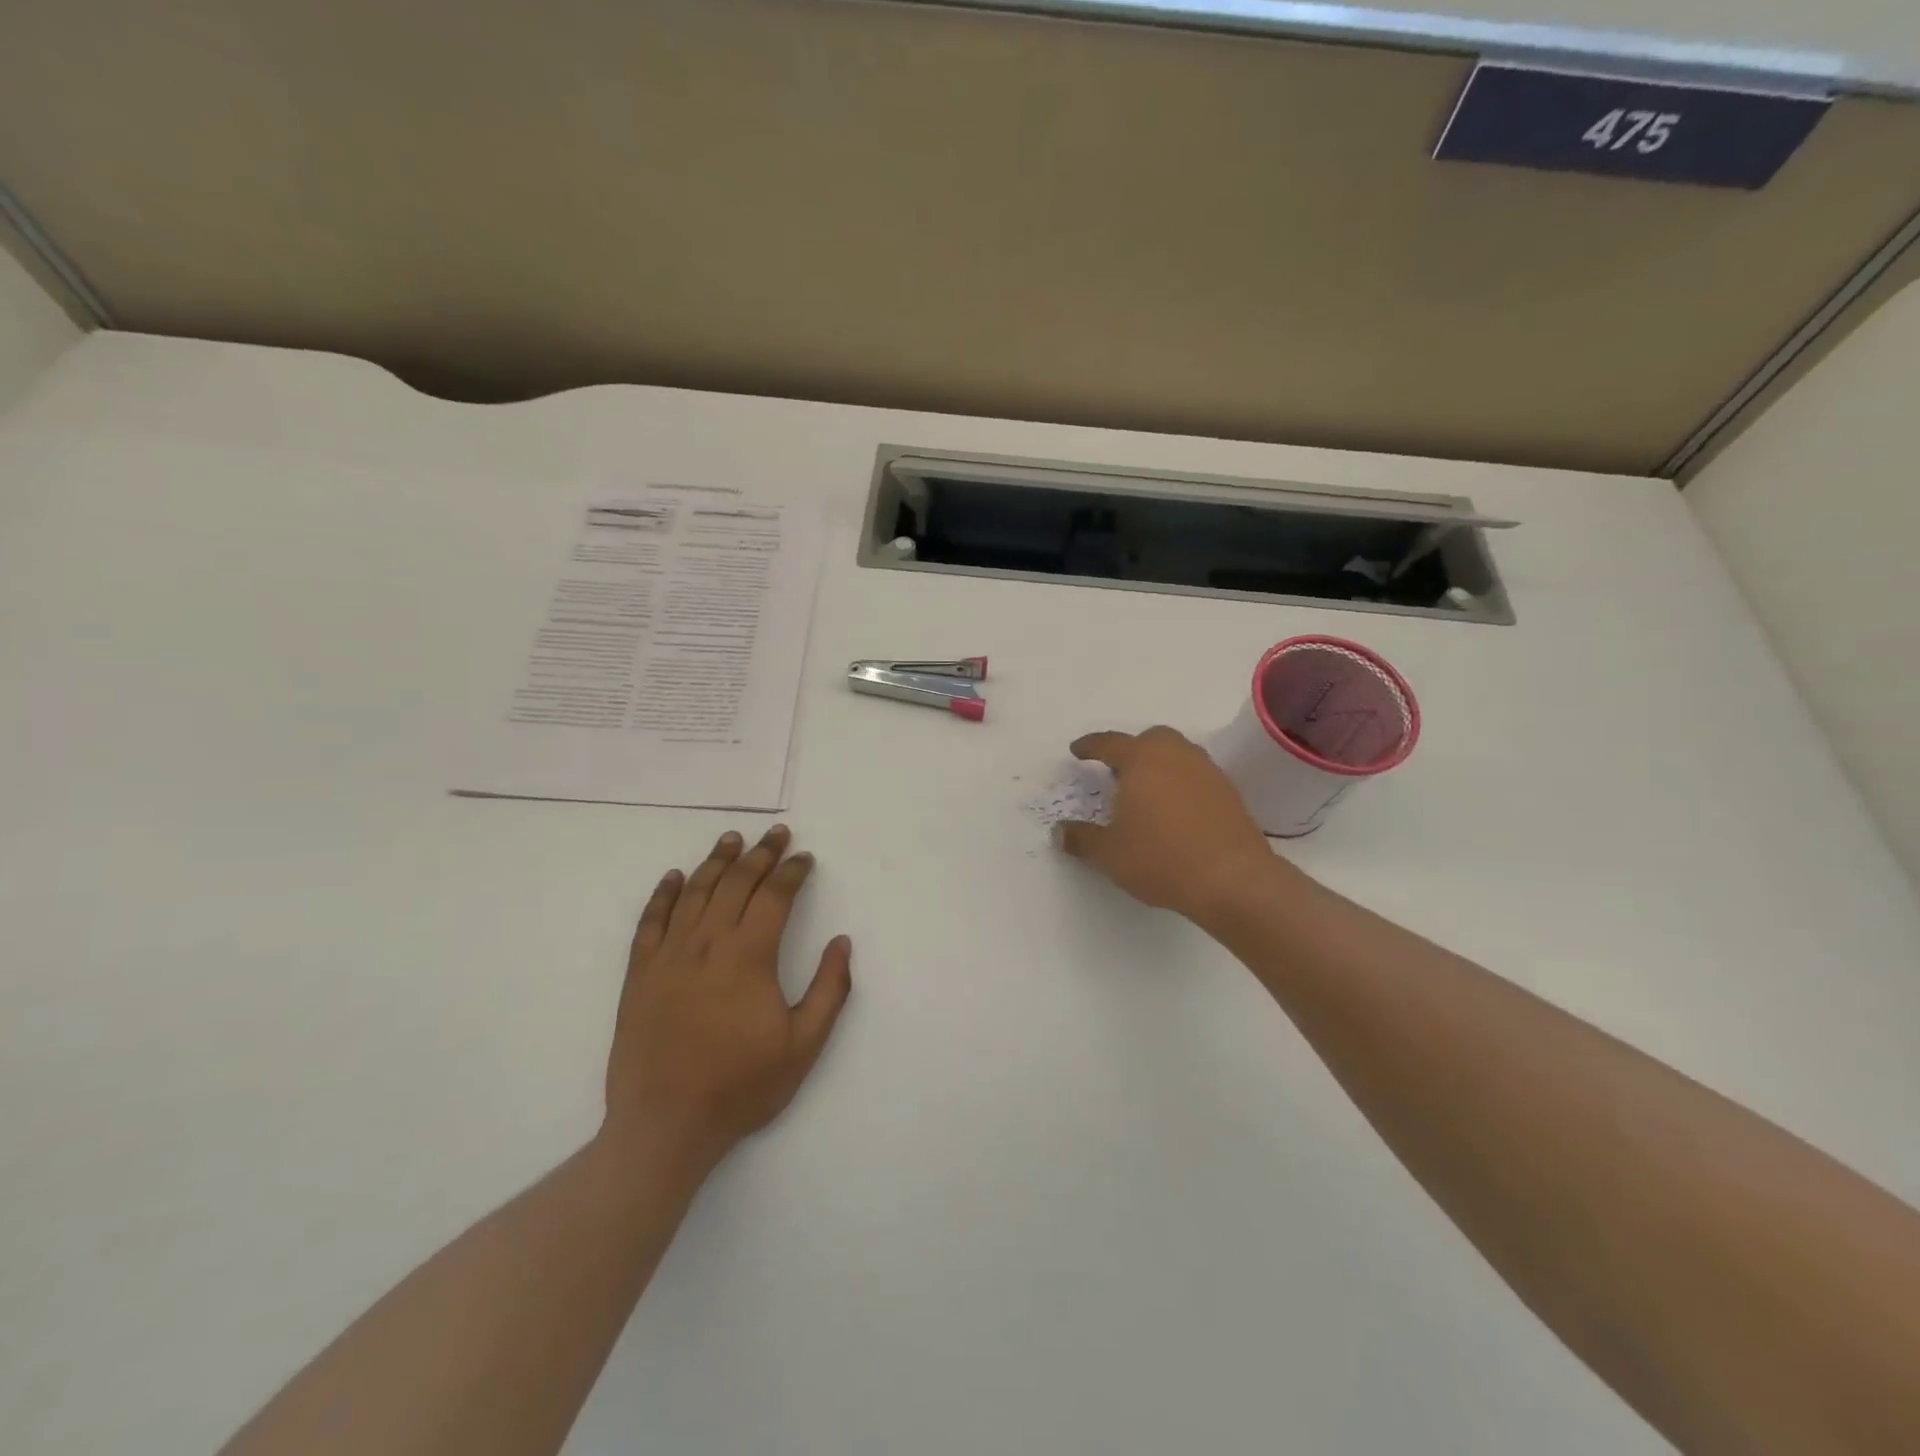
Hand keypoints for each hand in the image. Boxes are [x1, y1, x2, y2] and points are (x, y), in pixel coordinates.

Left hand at [602, 826, 851, 1176]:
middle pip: (736, 883)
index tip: (805, 858)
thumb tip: (842, 942)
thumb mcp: (803, 1046)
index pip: (774, 897)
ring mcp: (668, 956)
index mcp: (749, 958)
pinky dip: (665, 894)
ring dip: (717, 861)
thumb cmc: (740, 1086)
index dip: (792, 872)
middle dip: (761, 854)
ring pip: (695, 892)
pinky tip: (676, 877)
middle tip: (777, 834)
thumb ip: (830, 990)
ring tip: (732, 839)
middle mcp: (707, 945)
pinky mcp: (640, 974)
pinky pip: (651, 921)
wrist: (665, 1126)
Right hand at [1057, 727, 1282, 923]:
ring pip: (1177, 755)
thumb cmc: (1160, 858)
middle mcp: (1176, 755)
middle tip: (1116, 772)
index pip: (1109, 743)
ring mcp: (1207, 772)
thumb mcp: (1108, 854)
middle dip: (1130, 750)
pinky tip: (1174, 812)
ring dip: (1159, 766)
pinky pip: (1196, 777)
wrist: (1232, 880)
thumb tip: (1060, 832)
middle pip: (1150, 740)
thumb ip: (1081, 839)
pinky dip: (1181, 784)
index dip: (1090, 746)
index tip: (1077, 750)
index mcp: (1142, 759)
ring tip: (1145, 793)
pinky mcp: (1229, 793)